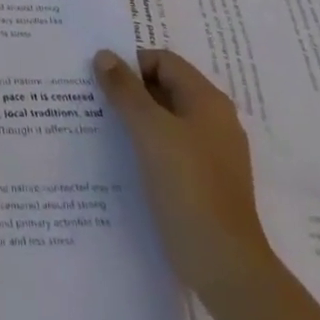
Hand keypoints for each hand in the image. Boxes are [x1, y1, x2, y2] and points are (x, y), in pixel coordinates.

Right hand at [94, 48, 276, 303]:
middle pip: (166, 87)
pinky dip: (147, 145)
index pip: (164, 61)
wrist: (224, 264)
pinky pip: (171, 147)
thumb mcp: (149, 130)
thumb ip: (125, 90)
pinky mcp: (205, 181)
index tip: (101, 80)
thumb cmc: (188, 185)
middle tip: (95, 99)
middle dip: (131, 90)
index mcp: (208, 101)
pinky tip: (124, 158)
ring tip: (103, 126)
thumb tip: (104, 55)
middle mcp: (215, 120)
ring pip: (166, 119)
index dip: (131, 64)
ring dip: (136, 118)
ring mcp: (212, 153)